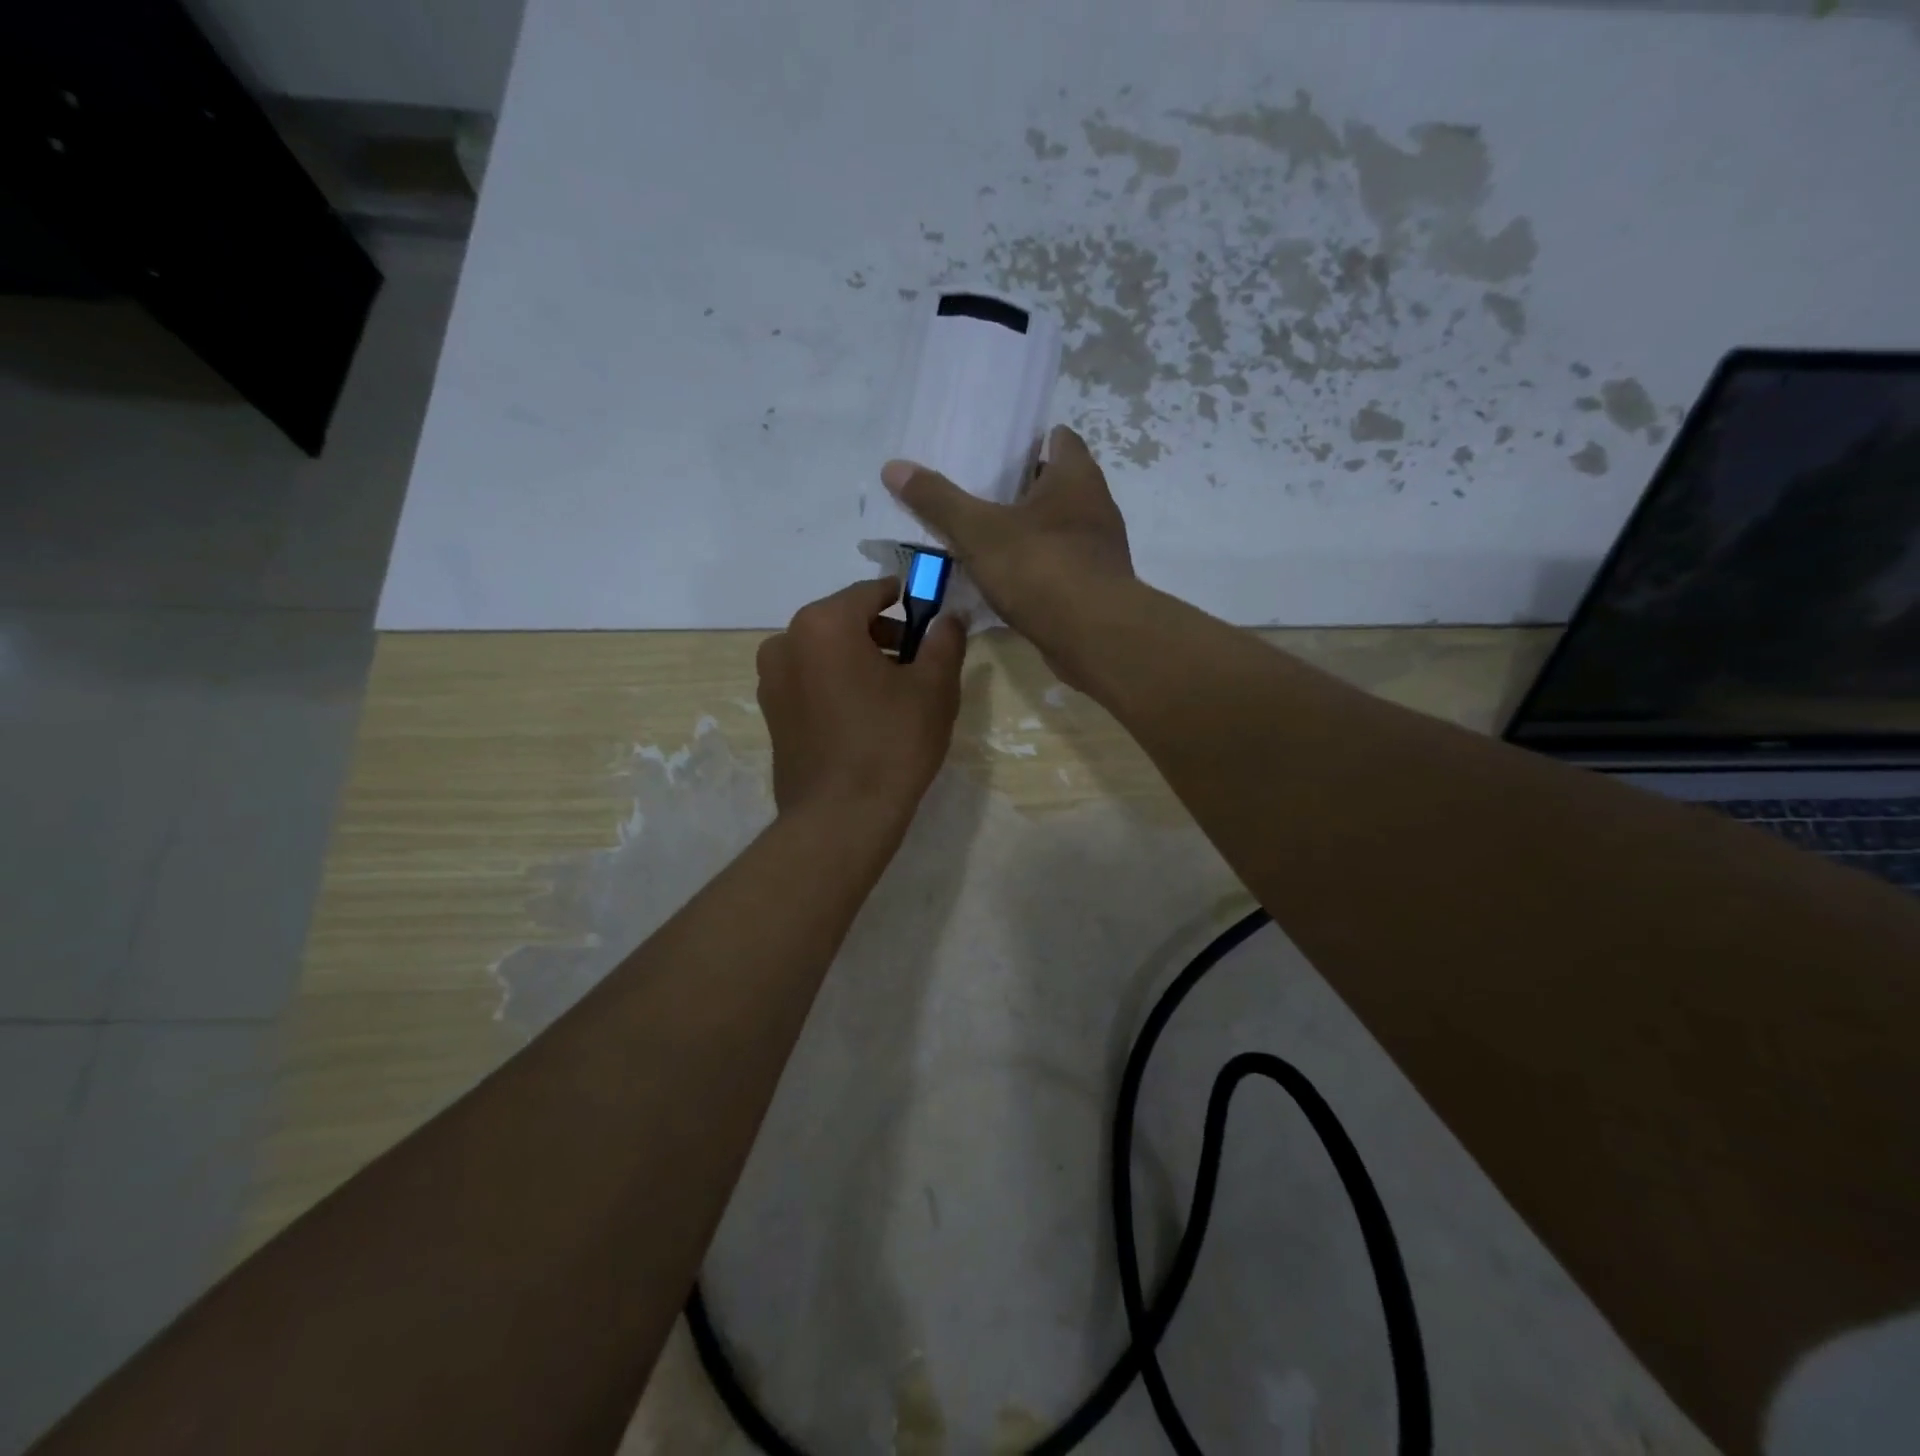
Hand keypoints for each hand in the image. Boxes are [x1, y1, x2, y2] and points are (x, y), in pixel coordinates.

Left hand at [756, 577, 966, 827]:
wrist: (841, 818)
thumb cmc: (892, 743)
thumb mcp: (934, 688)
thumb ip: (944, 640)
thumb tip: (950, 617)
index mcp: (823, 623)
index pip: (871, 592)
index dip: (907, 600)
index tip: (930, 618)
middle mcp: (786, 641)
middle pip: (844, 620)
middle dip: (882, 633)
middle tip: (918, 662)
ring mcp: (771, 680)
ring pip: (824, 652)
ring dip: (858, 659)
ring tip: (893, 693)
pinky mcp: (771, 713)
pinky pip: (809, 680)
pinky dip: (836, 683)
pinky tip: (863, 716)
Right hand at [880, 425, 1133, 643]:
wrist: (1095, 637)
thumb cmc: (1041, 569)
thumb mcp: (979, 532)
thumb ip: (938, 501)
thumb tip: (894, 466)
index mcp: (1076, 477)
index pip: (1059, 439)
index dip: (1029, 441)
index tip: (995, 451)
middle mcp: (1095, 507)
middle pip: (1055, 485)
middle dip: (1020, 488)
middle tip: (976, 493)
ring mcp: (1098, 550)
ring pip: (1057, 529)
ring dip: (1027, 532)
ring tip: (984, 538)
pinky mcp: (1094, 587)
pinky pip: (1058, 567)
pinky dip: (1035, 568)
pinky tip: (1005, 580)